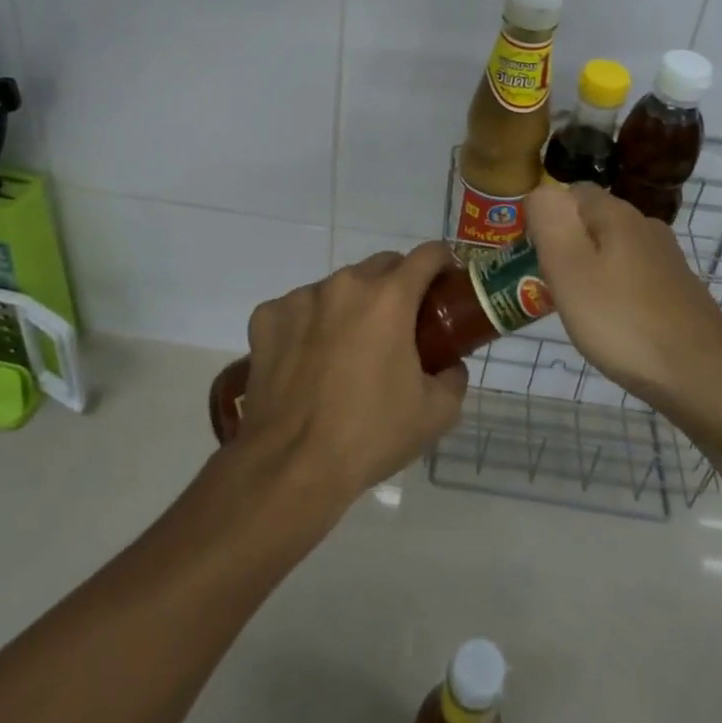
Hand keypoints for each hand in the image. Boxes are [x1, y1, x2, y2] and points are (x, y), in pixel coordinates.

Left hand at [235, 243, 469, 506]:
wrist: (291, 466)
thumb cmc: (370, 435)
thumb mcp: (436, 414)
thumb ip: (453, 377)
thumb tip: (449, 364)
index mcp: (390, 298)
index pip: (427, 255)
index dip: (443, 262)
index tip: (447, 282)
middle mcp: (345, 285)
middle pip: (382, 265)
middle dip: (398, 284)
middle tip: (402, 323)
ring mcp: (301, 297)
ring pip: (338, 286)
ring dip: (351, 305)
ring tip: (349, 348)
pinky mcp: (267, 317)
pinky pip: (298, 308)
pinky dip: (309, 323)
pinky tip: (308, 360)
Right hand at [525, 183, 721, 405]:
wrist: (701, 376)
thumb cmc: (623, 321)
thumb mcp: (569, 270)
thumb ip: (549, 223)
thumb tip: (540, 193)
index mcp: (618, 215)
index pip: (574, 191)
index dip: (549, 214)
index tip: (534, 251)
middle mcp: (647, 227)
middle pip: (596, 221)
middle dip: (569, 245)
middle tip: (550, 284)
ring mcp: (668, 260)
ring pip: (616, 251)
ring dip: (593, 270)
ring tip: (578, 308)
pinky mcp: (681, 291)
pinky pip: (636, 278)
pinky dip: (618, 292)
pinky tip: (614, 324)